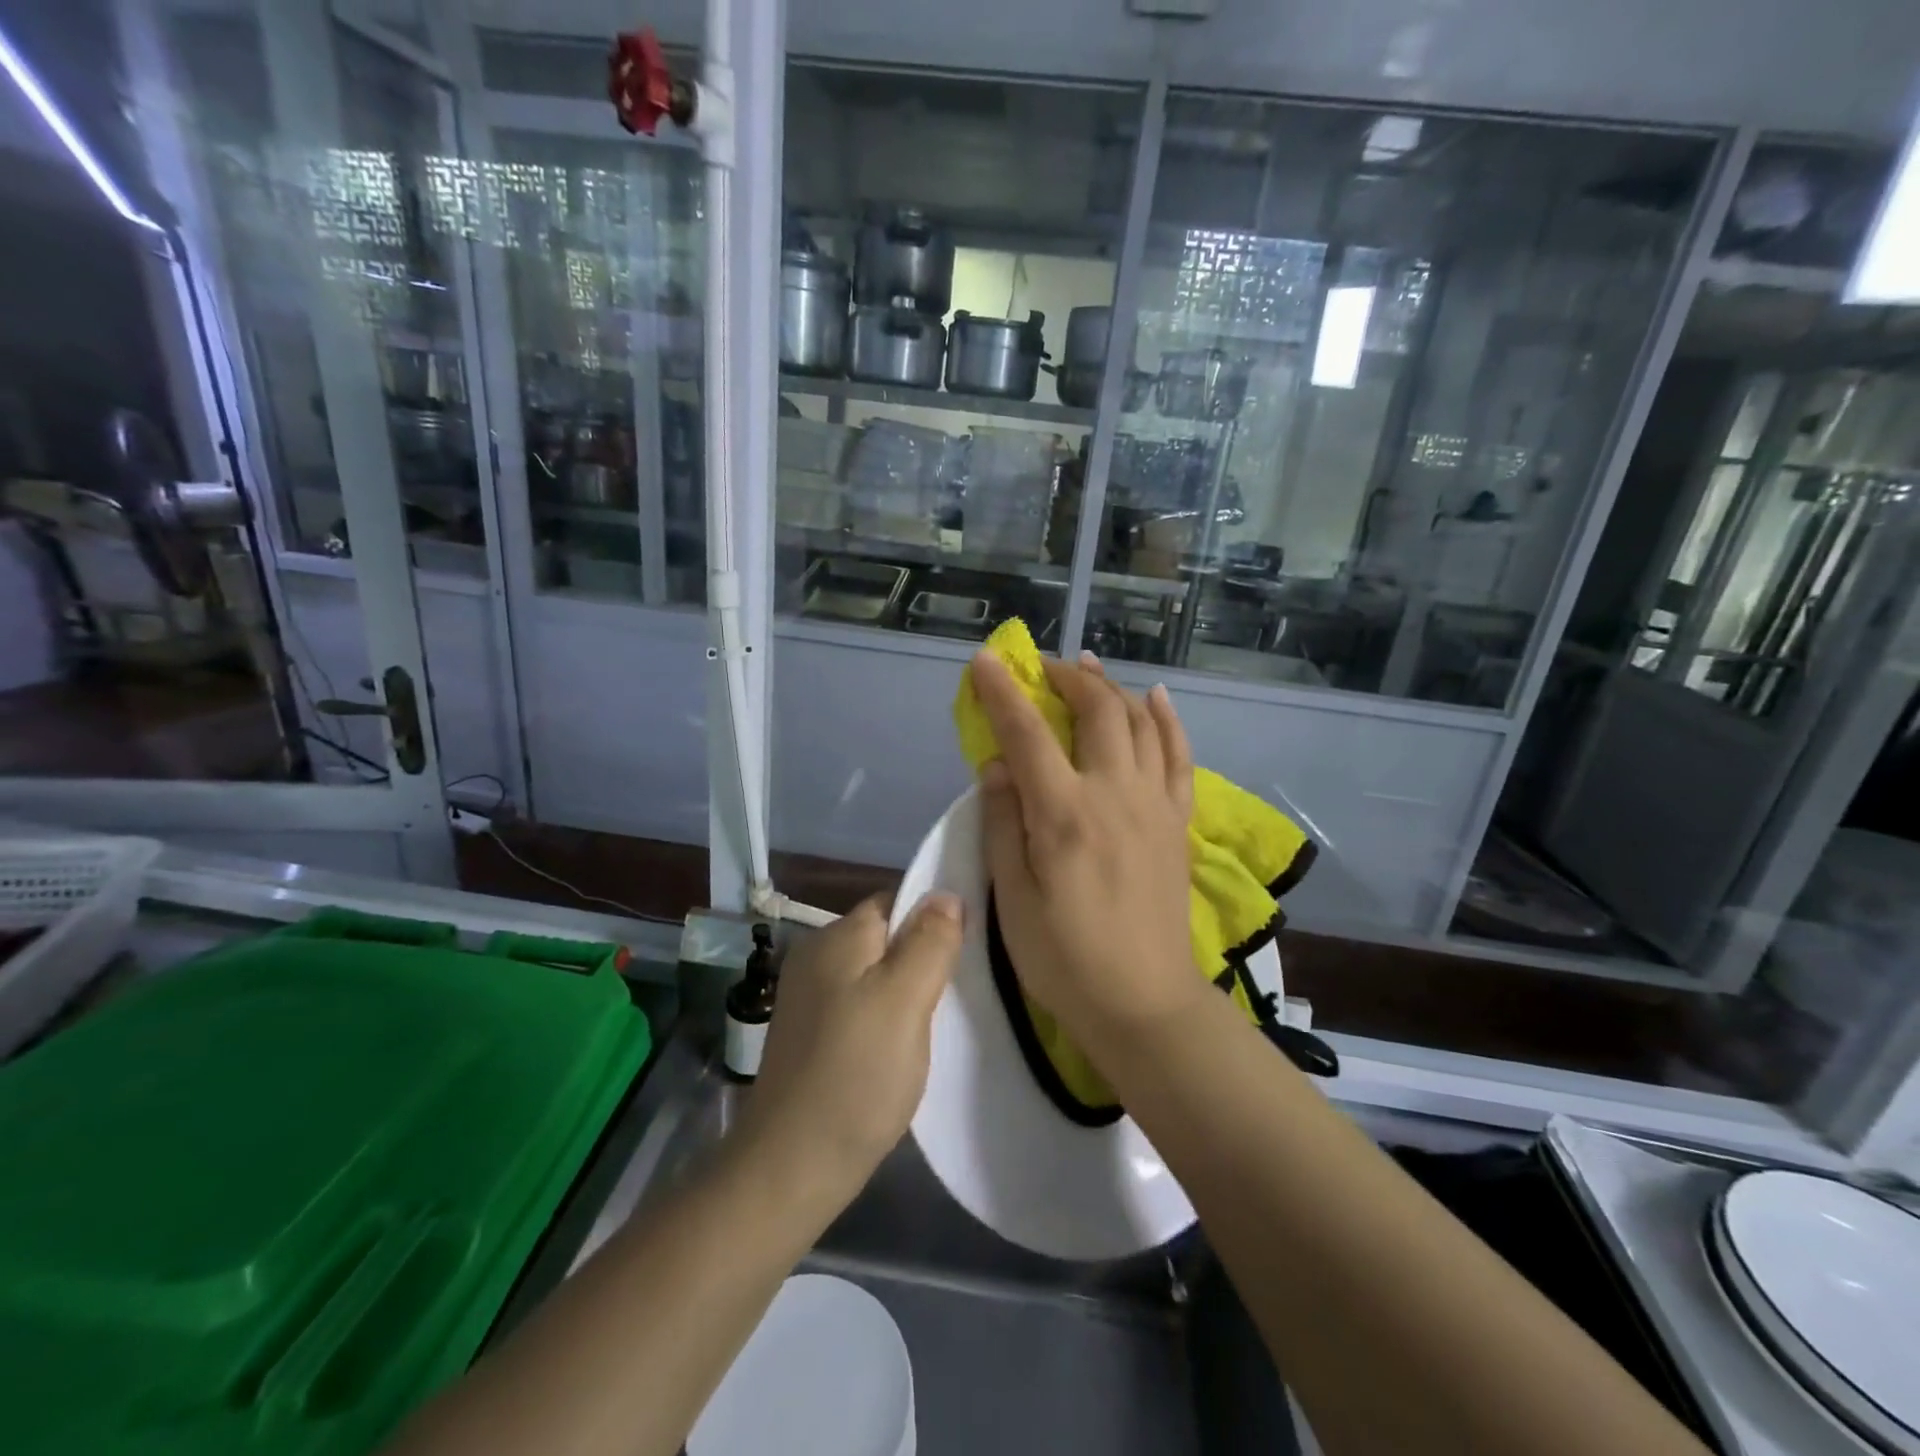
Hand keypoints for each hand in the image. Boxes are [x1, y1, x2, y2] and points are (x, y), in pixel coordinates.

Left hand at [735, 894, 962, 1212]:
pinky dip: (886, 1017)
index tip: (968, 949)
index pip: (896, 901)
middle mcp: (816, 956)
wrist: (790, 1167)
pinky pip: (860, 1005)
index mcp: (837, 937)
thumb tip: (945, 893)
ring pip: (875, 973)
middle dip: (923, 956)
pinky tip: (902, 1046)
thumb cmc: (856, 1075)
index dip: (934, 918)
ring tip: (937, 1021)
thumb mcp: (905, 1001)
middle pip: (886, 937)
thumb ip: (929, 942)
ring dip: (907, 990)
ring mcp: (809, 997)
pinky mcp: (810, 1033)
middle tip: (960, 990)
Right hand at [973, 651, 1201, 1046]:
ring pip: (1140, 722)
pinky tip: (1155, 698)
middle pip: (1096, 710)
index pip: (1028, 734)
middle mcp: (1114, 794)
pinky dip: (1167, 720)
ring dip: (1111, 686)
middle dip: (1065, 677)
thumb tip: (997, 765)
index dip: (1003, 692)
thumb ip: (1003, 824)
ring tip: (1088, 667)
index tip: (985, 661)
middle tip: (1039, 668)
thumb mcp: (1013, 899)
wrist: (1144, 1002)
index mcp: (1065, 814)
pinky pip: (1179, 756)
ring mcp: (1154, 805)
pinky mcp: (1176, 822)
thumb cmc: (1064, 958)